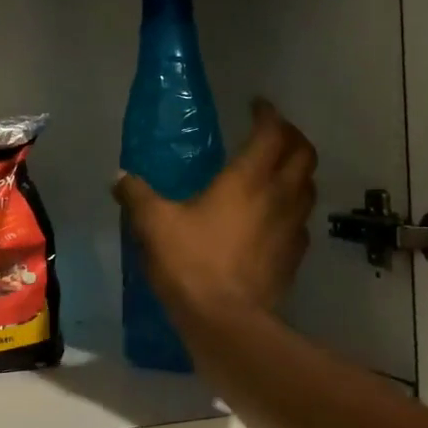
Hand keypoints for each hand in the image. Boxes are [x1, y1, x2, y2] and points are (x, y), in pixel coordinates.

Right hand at [113, 99, 316, 325]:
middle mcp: (278, 196)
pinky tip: (273, 218)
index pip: (272, 132)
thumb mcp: (154, 225)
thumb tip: (119, 177)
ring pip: (308, 186)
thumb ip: (137, 196)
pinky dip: (292, 208)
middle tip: (272, 134)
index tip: (256, 106)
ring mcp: (292, 227)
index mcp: (247, 179)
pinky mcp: (294, 256)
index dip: (268, 114)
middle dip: (292, 137)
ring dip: (297, 172)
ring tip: (276, 172)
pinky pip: (301, 220)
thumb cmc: (191, 263)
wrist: (227, 321)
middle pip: (304, 154)